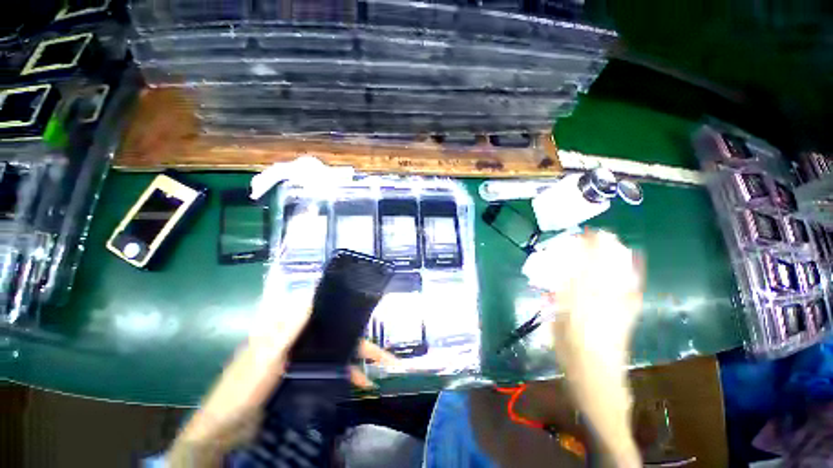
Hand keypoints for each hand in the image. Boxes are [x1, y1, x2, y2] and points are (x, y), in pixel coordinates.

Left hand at [168, 305, 396, 465]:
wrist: (226, 429)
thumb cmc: (242, 387)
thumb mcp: (266, 356)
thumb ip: (288, 329)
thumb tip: (312, 298)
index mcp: (288, 329)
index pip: (323, 312)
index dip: (344, 311)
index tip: (365, 314)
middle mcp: (299, 340)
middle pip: (335, 335)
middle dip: (359, 344)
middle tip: (383, 355)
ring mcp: (302, 359)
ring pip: (335, 354)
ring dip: (355, 363)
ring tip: (378, 371)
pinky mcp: (303, 376)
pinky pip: (329, 372)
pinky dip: (344, 377)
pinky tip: (358, 384)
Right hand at [545, 229, 643, 466]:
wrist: (599, 383)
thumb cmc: (570, 358)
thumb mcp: (554, 330)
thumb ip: (557, 306)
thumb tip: (557, 287)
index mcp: (577, 310)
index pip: (579, 275)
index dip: (581, 256)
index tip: (580, 240)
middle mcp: (599, 307)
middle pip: (601, 273)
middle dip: (601, 252)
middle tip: (600, 232)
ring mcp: (617, 312)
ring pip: (617, 280)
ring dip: (616, 259)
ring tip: (614, 240)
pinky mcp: (627, 318)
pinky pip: (631, 293)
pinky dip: (632, 277)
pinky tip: (633, 264)